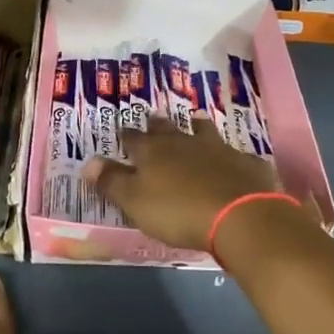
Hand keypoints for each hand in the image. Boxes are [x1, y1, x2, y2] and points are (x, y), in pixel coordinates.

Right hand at [83, 116, 289, 250]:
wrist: (240, 216)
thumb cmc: (179, 211)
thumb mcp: (135, 201)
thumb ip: (112, 182)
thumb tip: (88, 162)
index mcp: (153, 152)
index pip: (133, 139)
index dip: (126, 136)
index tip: (122, 132)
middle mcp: (183, 142)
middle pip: (167, 129)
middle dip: (157, 124)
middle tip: (153, 118)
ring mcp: (218, 149)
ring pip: (203, 132)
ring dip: (197, 127)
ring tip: (195, 120)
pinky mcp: (245, 163)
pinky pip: (235, 155)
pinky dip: (230, 156)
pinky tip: (233, 159)